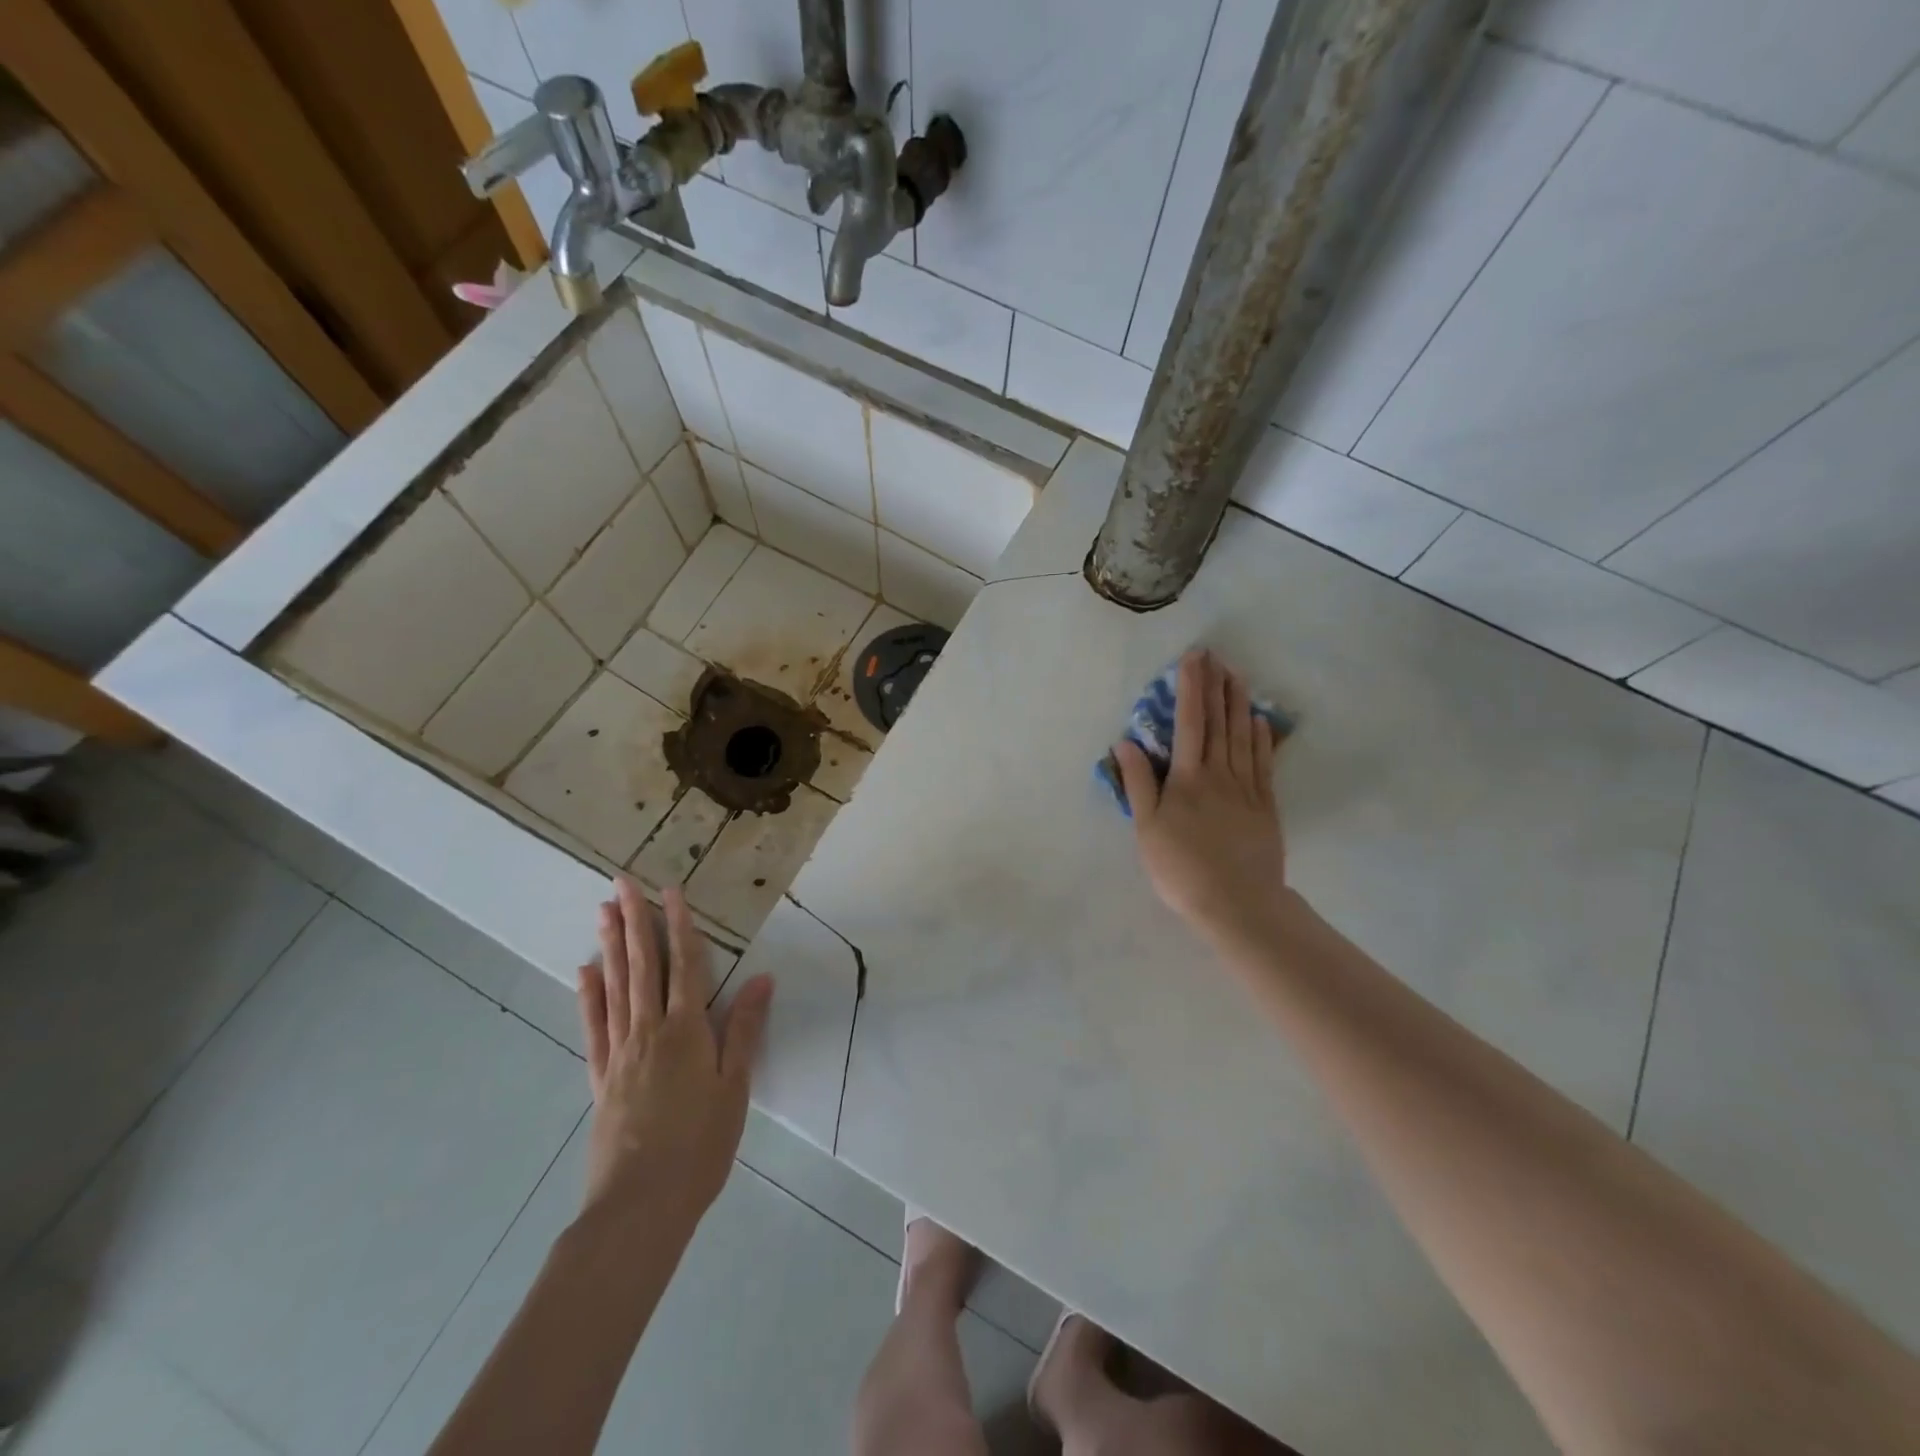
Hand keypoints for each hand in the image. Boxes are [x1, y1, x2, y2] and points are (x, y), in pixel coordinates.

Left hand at [576, 879, 773, 1223]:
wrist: (641, 1206)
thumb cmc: (700, 1145)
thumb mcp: (734, 1087)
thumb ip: (744, 1029)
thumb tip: (760, 977)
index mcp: (687, 1030)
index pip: (685, 964)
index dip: (679, 925)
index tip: (670, 891)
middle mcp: (650, 1030)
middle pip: (642, 966)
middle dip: (634, 922)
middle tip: (621, 883)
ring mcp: (620, 1053)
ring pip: (615, 987)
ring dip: (610, 947)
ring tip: (602, 911)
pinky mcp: (601, 1078)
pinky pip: (593, 1027)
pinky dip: (588, 996)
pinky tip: (584, 972)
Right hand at [1114, 649, 1285, 948]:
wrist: (1237, 902)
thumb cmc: (1180, 867)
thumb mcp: (1147, 828)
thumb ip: (1138, 782)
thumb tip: (1126, 742)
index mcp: (1188, 778)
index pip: (1188, 722)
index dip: (1191, 688)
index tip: (1193, 659)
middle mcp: (1219, 774)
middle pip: (1218, 722)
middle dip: (1216, 686)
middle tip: (1216, 657)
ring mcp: (1246, 788)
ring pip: (1242, 736)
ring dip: (1239, 704)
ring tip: (1237, 676)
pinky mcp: (1264, 805)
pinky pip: (1262, 762)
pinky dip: (1260, 738)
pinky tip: (1258, 721)